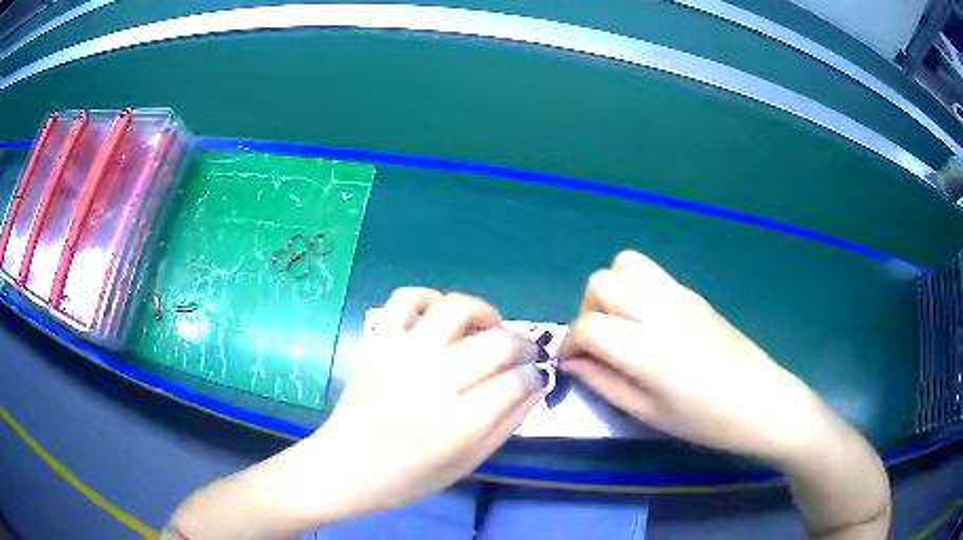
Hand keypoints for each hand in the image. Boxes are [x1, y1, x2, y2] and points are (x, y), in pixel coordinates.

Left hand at [315, 287, 543, 515]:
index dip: (534, 377)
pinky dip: (429, 299)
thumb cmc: (408, 477)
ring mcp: (400, 356)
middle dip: (522, 345)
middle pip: (496, 343)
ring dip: (483, 312)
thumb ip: (506, 425)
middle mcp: (431, 383)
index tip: (534, 379)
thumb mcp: (466, 464)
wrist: (345, 467)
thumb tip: (536, 387)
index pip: (515, 382)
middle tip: (521, 355)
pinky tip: (439, 321)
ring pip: (455, 308)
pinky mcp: (377, 343)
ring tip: (487, 329)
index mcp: (455, 425)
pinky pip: (405, 298)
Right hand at [558, 250, 827, 461]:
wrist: (760, 400)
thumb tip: (572, 362)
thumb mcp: (648, 413)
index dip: (570, 343)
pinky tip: (647, 321)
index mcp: (649, 349)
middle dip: (588, 310)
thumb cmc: (704, 420)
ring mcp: (679, 295)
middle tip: (599, 343)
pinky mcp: (693, 293)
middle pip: (601, 282)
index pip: (589, 325)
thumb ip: (603, 383)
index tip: (572, 362)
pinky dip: (634, 287)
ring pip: (625, 264)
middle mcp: (661, 310)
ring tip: (620, 323)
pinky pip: (651, 273)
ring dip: (611, 290)